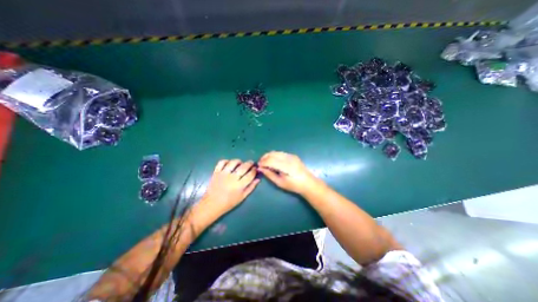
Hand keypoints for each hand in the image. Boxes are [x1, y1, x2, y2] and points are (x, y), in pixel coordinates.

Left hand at [201, 158, 261, 218]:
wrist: (211, 205)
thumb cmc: (228, 203)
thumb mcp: (242, 197)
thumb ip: (251, 187)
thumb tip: (258, 179)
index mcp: (239, 185)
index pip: (250, 174)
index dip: (254, 170)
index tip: (255, 169)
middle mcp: (232, 178)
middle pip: (243, 167)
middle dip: (249, 163)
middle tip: (251, 163)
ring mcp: (223, 174)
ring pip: (233, 162)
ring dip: (239, 161)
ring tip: (240, 163)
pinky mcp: (216, 172)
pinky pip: (222, 162)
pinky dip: (226, 161)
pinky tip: (229, 164)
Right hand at [256, 152, 317, 195]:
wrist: (308, 182)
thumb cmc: (293, 185)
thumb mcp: (280, 182)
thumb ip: (269, 174)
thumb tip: (260, 168)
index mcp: (286, 166)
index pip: (270, 160)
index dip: (262, 162)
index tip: (258, 166)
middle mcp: (288, 158)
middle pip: (272, 154)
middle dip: (264, 157)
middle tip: (260, 164)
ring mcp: (291, 155)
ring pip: (276, 152)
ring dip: (269, 156)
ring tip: (265, 162)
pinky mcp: (293, 155)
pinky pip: (280, 153)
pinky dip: (274, 155)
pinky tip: (273, 161)